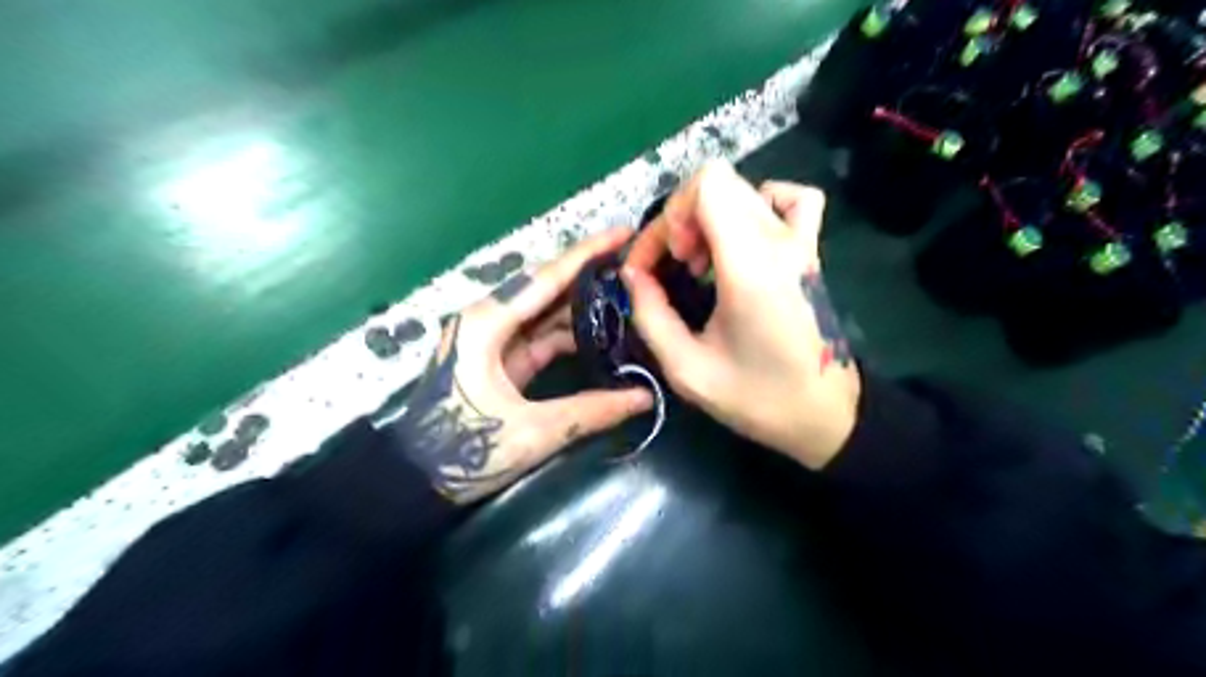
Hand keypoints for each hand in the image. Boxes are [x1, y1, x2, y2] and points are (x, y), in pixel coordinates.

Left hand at [391, 227, 654, 501]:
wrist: (416, 479)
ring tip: (629, 297)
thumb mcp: (532, 432)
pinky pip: (542, 335)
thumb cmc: (464, 450)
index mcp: (488, 322)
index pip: (548, 277)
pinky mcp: (500, 357)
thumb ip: (591, 411)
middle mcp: (489, 319)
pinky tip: (603, 333)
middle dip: (592, 275)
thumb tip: (644, 398)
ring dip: (584, 305)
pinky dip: (571, 334)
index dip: (589, 253)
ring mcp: (494, 337)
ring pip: (547, 311)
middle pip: (548, 287)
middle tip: (637, 265)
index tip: (626, 232)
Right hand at [622, 162, 855, 471]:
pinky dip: (758, 206)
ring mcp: (802, 242)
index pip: (706, 186)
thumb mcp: (687, 369)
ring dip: (711, 215)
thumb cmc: (757, 397)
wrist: (826, 414)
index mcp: (750, 266)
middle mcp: (780, 241)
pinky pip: (791, 200)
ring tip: (703, 261)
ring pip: (744, 189)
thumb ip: (650, 315)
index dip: (668, 217)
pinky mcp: (812, 251)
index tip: (658, 264)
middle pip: (718, 183)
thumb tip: (633, 274)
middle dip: (680, 219)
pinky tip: (745, 240)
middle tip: (677, 267)